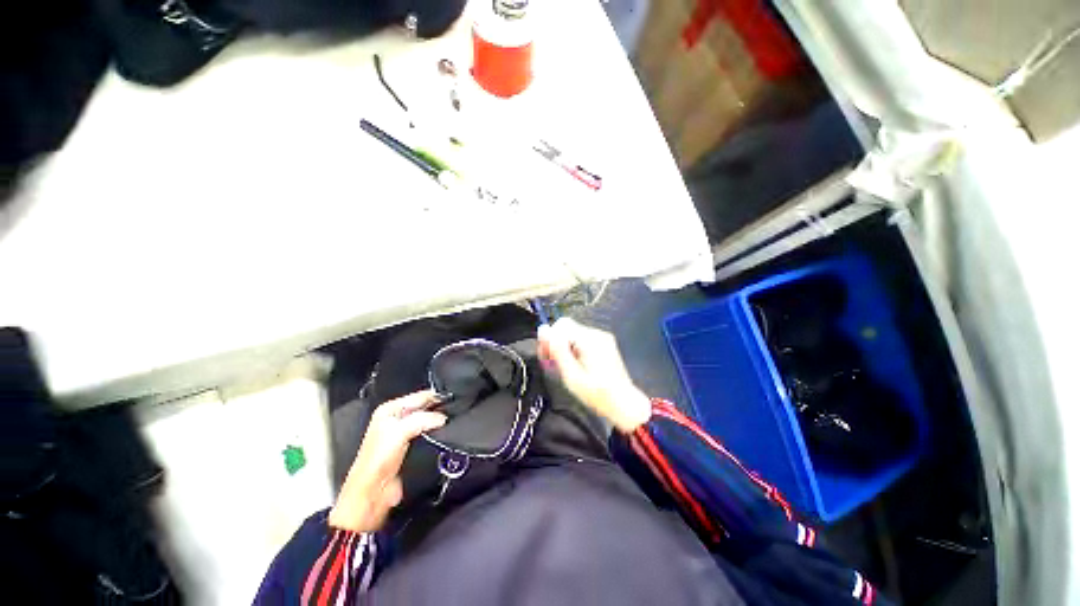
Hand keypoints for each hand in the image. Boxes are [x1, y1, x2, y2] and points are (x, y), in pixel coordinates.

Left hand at [329, 391, 445, 532]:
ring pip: (427, 420)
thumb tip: (443, 418)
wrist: (373, 492)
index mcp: (389, 409)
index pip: (419, 396)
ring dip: (438, 420)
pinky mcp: (410, 447)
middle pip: (424, 406)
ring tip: (452, 419)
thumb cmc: (377, 461)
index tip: (454, 398)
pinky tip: (445, 432)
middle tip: (455, 408)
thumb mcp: (400, 431)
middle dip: (438, 407)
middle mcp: (396, 418)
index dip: (436, 396)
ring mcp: (402, 433)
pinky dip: (436, 432)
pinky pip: (427, 433)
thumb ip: (424, 419)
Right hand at [538, 318, 651, 432]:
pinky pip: (582, 339)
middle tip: (551, 362)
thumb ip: (556, 351)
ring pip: (573, 333)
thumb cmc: (597, 394)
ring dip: (564, 347)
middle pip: (567, 327)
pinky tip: (574, 365)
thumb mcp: (571, 375)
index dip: (549, 339)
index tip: (546, 357)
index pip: (561, 325)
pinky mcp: (604, 344)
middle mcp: (597, 333)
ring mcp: (602, 338)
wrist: (624, 404)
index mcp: (590, 339)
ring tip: (563, 366)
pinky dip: (573, 349)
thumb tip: (543, 330)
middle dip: (555, 343)